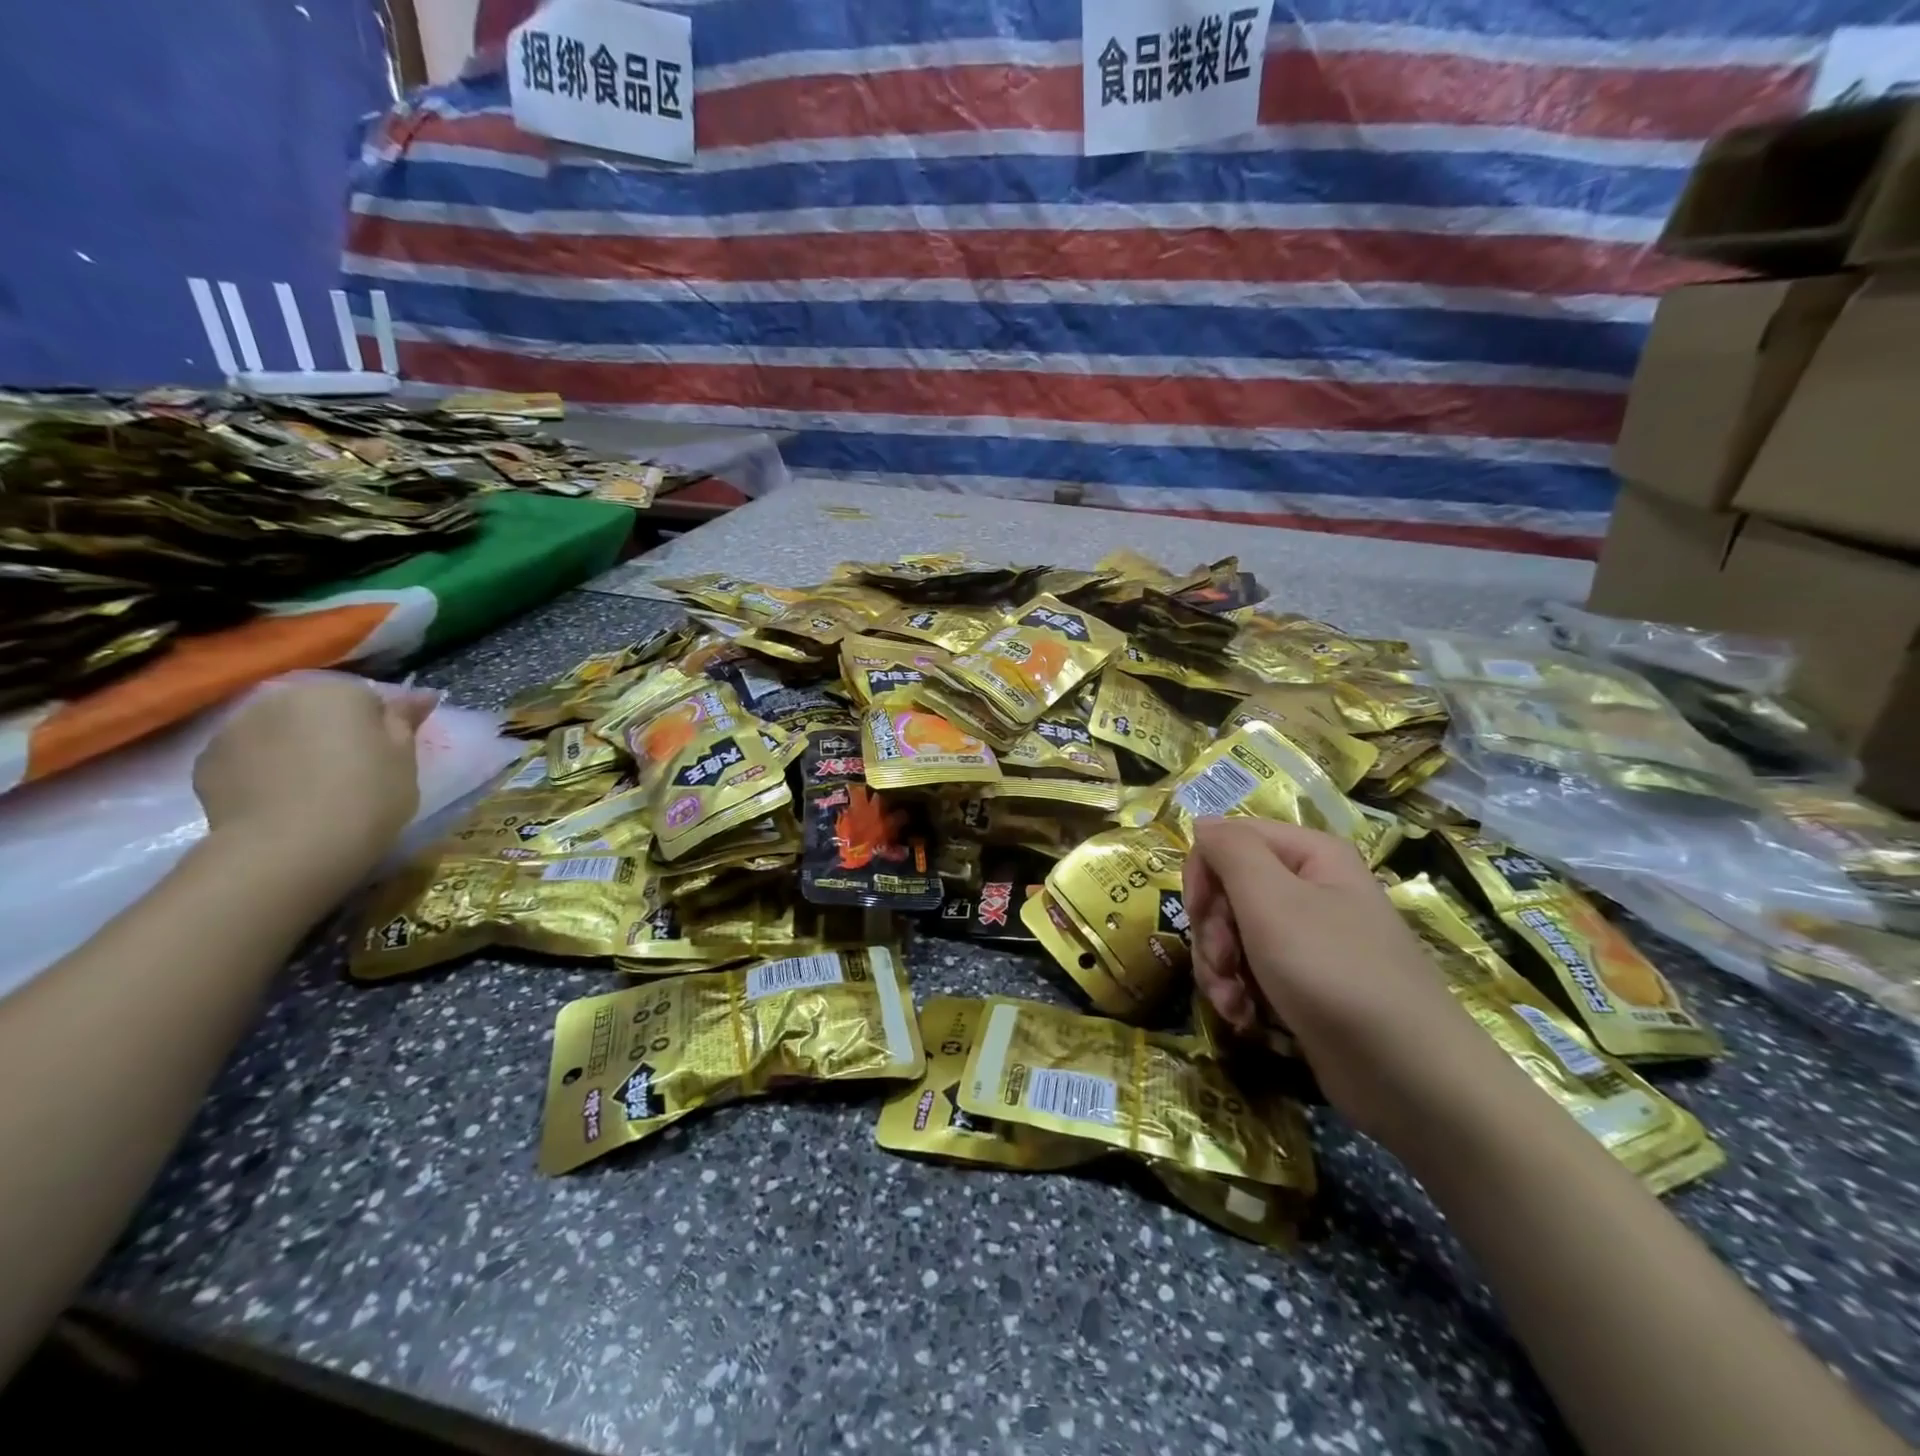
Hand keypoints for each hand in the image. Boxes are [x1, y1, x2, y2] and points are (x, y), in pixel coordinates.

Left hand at [194, 676, 432, 877]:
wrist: (289, 847)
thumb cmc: (367, 797)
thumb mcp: (405, 760)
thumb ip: (405, 721)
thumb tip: (422, 693)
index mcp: (339, 693)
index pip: (368, 700)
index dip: (379, 731)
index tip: (383, 760)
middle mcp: (284, 697)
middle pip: (318, 711)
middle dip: (331, 734)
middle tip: (349, 775)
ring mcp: (237, 726)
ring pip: (279, 731)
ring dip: (293, 749)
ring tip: (308, 792)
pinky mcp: (207, 760)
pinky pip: (247, 757)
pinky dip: (261, 771)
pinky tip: (277, 801)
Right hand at [1184, 818, 1509, 1150]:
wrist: (1408, 1075)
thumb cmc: (1333, 972)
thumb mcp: (1271, 899)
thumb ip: (1230, 850)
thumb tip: (1203, 822)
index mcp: (1309, 855)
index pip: (1228, 840)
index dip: (1203, 874)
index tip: (1198, 914)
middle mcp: (1309, 888)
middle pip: (1227, 891)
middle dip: (1211, 931)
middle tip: (1222, 962)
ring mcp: (1307, 939)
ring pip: (1233, 935)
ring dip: (1219, 968)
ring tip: (1231, 1001)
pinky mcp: (1303, 983)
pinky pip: (1252, 971)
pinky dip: (1239, 992)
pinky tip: (1244, 1017)